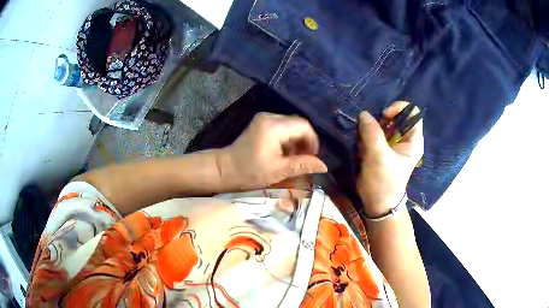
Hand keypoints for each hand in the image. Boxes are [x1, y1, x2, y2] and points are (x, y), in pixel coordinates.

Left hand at [216, 113, 327, 190]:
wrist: (225, 169)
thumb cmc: (249, 172)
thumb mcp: (278, 170)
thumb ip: (302, 165)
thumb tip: (324, 165)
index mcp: (273, 126)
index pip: (303, 125)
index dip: (313, 140)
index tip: (312, 157)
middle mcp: (269, 117)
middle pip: (298, 123)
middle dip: (305, 141)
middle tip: (304, 159)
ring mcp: (264, 118)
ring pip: (291, 125)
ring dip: (296, 141)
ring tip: (294, 159)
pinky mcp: (261, 123)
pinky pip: (282, 127)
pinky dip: (287, 139)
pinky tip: (285, 153)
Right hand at [357, 102, 423, 216]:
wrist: (377, 203)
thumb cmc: (383, 182)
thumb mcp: (379, 157)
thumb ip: (372, 133)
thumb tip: (363, 114)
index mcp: (413, 140)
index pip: (412, 112)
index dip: (399, 109)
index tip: (384, 117)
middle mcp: (405, 139)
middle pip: (396, 116)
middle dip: (381, 120)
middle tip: (370, 129)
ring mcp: (393, 143)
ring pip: (383, 124)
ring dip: (371, 128)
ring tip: (363, 140)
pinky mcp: (382, 148)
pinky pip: (375, 133)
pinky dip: (367, 134)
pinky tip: (362, 145)